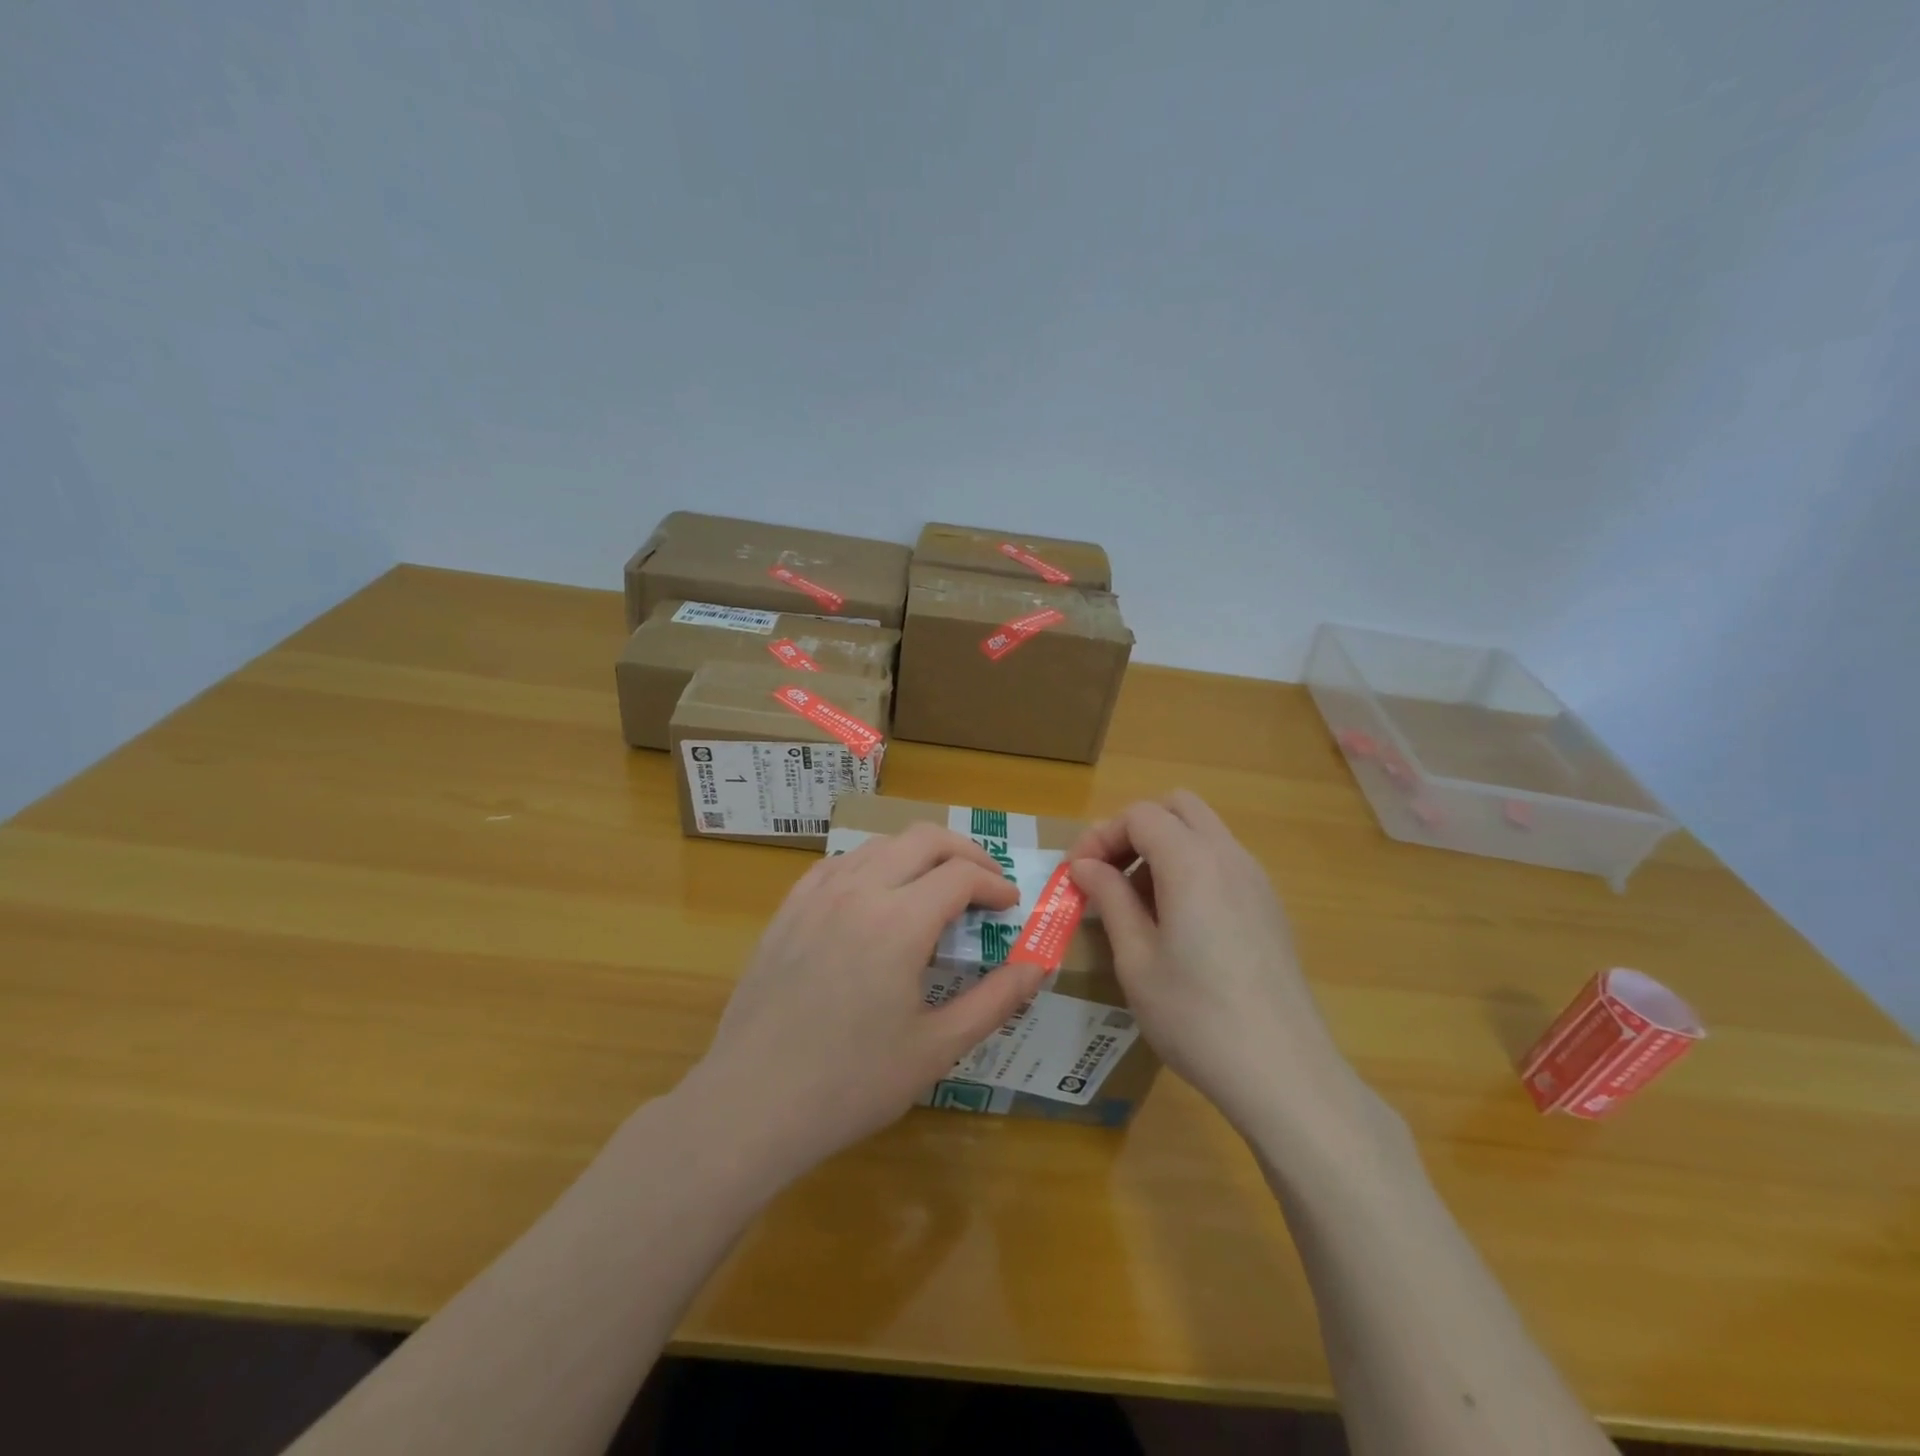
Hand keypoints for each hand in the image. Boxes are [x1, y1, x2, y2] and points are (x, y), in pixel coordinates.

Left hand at [686, 824, 1047, 1179]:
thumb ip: (995, 1001)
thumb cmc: (852, 1083)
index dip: (994, 884)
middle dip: (965, 852)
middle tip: (985, 883)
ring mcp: (816, 896)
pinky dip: (872, 865)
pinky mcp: (788, 910)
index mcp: (899, 921)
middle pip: (923, 839)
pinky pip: (838, 865)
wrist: (753, 1104)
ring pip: (879, 845)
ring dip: (918, 854)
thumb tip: (1039, 967)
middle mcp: (858, 891)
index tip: (1011, 906)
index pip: (961, 875)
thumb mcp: (936, 1048)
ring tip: (936, 887)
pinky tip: (875, 896)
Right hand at [1069, 791, 1372, 1139]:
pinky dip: (1190, 868)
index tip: (1076, 875)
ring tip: (1137, 903)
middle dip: (1135, 829)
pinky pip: (1223, 861)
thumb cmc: (1195, 1016)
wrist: (1282, 1072)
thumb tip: (1085, 866)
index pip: (1139, 815)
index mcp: (1192, 862)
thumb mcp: (1136, 959)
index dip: (1100, 836)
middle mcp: (1229, 856)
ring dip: (1163, 847)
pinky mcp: (1269, 906)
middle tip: (1108, 874)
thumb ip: (1110, 899)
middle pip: (1177, 807)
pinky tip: (1177, 922)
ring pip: (1203, 831)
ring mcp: (1256, 880)